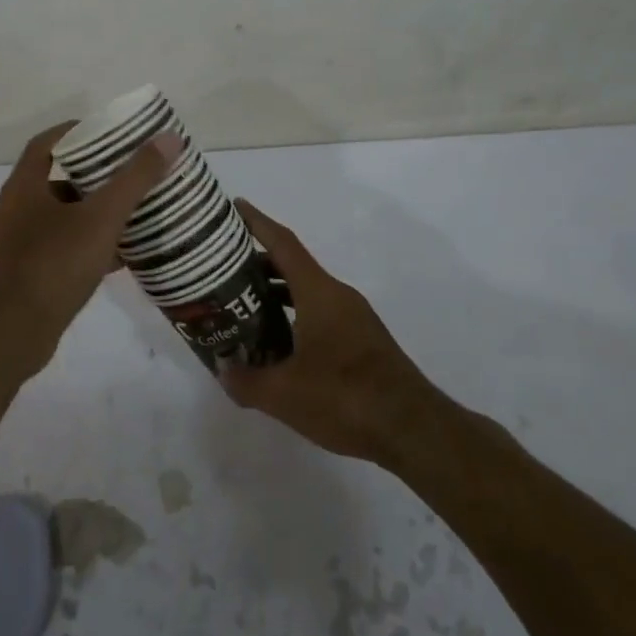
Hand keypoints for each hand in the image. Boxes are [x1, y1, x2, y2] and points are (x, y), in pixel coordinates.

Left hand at [0, 122, 180, 370]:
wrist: (12, 335)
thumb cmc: (54, 265)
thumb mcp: (102, 217)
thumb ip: (136, 178)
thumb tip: (168, 138)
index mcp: (24, 187)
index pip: (47, 142)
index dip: (77, 131)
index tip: (111, 132)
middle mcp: (16, 210)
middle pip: (58, 178)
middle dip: (95, 174)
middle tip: (131, 171)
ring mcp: (19, 244)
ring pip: (63, 217)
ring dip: (94, 211)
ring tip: (133, 211)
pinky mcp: (27, 275)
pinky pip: (63, 248)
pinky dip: (89, 245)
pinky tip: (121, 255)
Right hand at [220, 200, 447, 465]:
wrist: (412, 429)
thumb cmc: (345, 397)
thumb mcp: (284, 394)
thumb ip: (246, 381)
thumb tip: (223, 371)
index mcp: (319, 292)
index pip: (283, 244)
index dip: (258, 223)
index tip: (236, 206)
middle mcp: (338, 296)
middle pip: (293, 267)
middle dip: (259, 264)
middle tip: (224, 272)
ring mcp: (354, 319)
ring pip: (308, 293)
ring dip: (277, 295)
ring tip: (243, 309)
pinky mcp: (363, 342)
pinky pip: (320, 315)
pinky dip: (295, 317)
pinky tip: (279, 346)